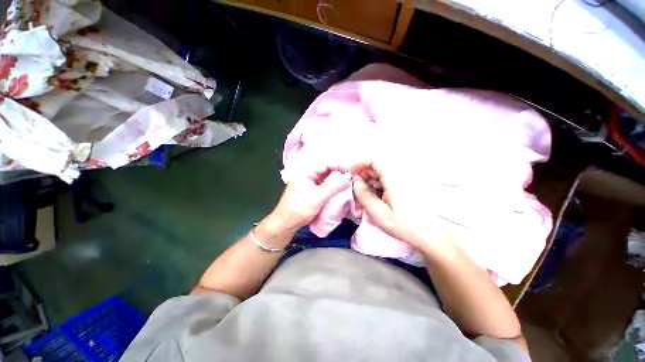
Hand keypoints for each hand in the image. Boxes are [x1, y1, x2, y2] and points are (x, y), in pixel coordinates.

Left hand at [267, 164, 350, 235]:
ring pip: (325, 181)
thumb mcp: (318, 196)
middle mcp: (308, 177)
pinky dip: (331, 189)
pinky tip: (339, 191)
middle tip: (352, 177)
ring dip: (336, 183)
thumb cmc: (300, 207)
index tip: (351, 170)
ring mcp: (309, 186)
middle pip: (326, 173)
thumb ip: (334, 187)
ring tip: (348, 183)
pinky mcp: (311, 194)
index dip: (338, 166)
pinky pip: (323, 189)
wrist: (285, 223)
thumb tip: (348, 178)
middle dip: (338, 174)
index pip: (325, 165)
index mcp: (307, 173)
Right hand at [350, 154, 450, 250]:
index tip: (351, 172)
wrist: (432, 235)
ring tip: (365, 192)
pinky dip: (380, 183)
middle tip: (355, 185)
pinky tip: (377, 194)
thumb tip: (355, 182)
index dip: (360, 163)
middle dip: (364, 172)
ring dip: (371, 178)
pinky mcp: (408, 184)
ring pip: (383, 171)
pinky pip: (390, 178)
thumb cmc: (405, 225)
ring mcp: (406, 178)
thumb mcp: (379, 214)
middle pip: (379, 165)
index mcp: (395, 178)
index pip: (375, 159)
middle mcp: (401, 174)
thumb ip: (364, 196)